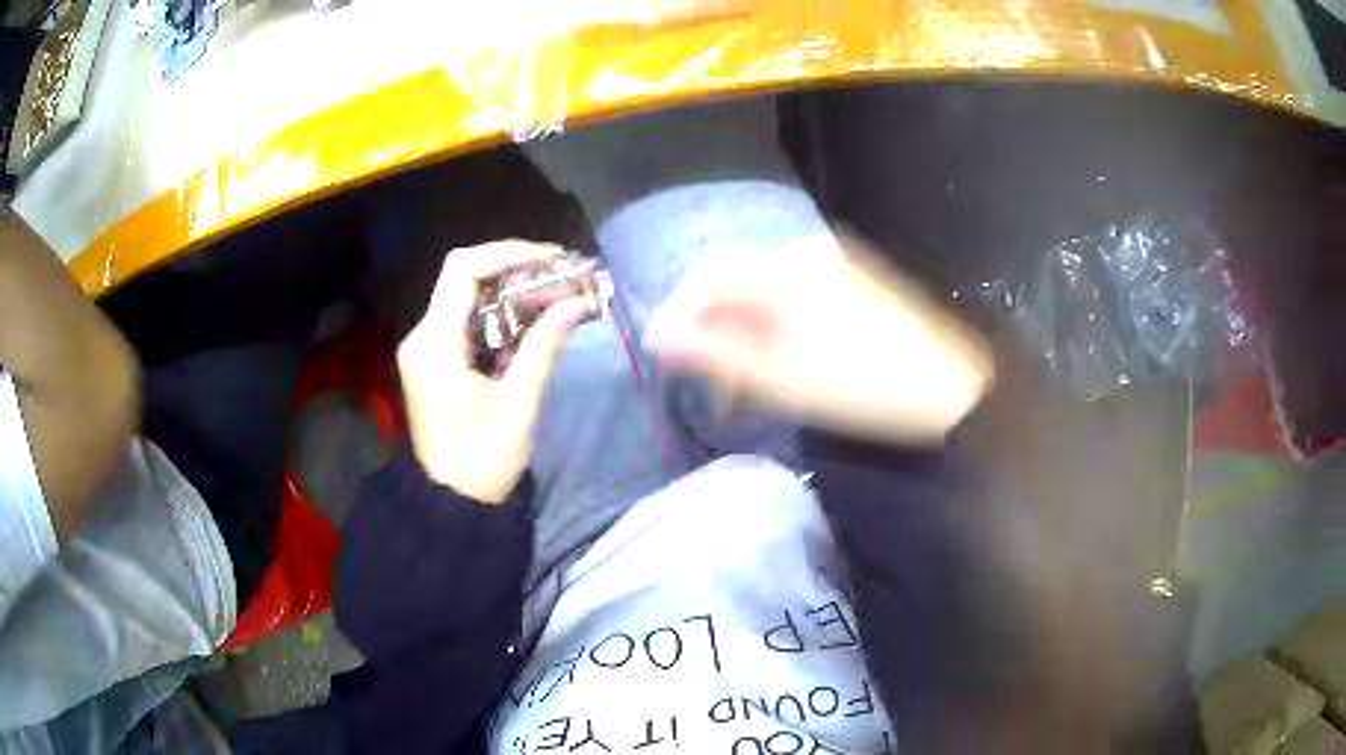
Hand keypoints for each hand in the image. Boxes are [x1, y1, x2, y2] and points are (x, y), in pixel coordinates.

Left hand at [396, 241, 590, 503]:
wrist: (451, 503)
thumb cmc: (482, 461)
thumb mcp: (518, 406)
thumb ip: (543, 349)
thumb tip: (575, 304)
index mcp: (435, 344)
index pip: (464, 270)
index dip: (509, 253)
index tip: (552, 259)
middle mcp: (422, 337)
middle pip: (463, 278)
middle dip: (514, 269)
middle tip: (560, 276)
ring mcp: (424, 349)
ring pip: (464, 297)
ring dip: (508, 291)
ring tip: (554, 295)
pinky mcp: (432, 361)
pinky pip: (463, 321)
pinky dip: (497, 314)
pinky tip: (529, 323)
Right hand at [647, 235, 992, 443]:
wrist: (947, 390)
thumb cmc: (860, 386)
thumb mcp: (779, 376)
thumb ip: (714, 351)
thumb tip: (659, 335)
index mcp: (785, 268)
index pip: (710, 273)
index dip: (680, 309)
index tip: (667, 352)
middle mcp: (805, 253)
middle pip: (737, 280)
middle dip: (712, 324)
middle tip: (709, 375)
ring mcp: (833, 265)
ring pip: (765, 291)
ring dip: (743, 329)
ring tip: (742, 378)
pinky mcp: (852, 283)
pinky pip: (795, 296)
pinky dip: (774, 326)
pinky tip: (780, 361)